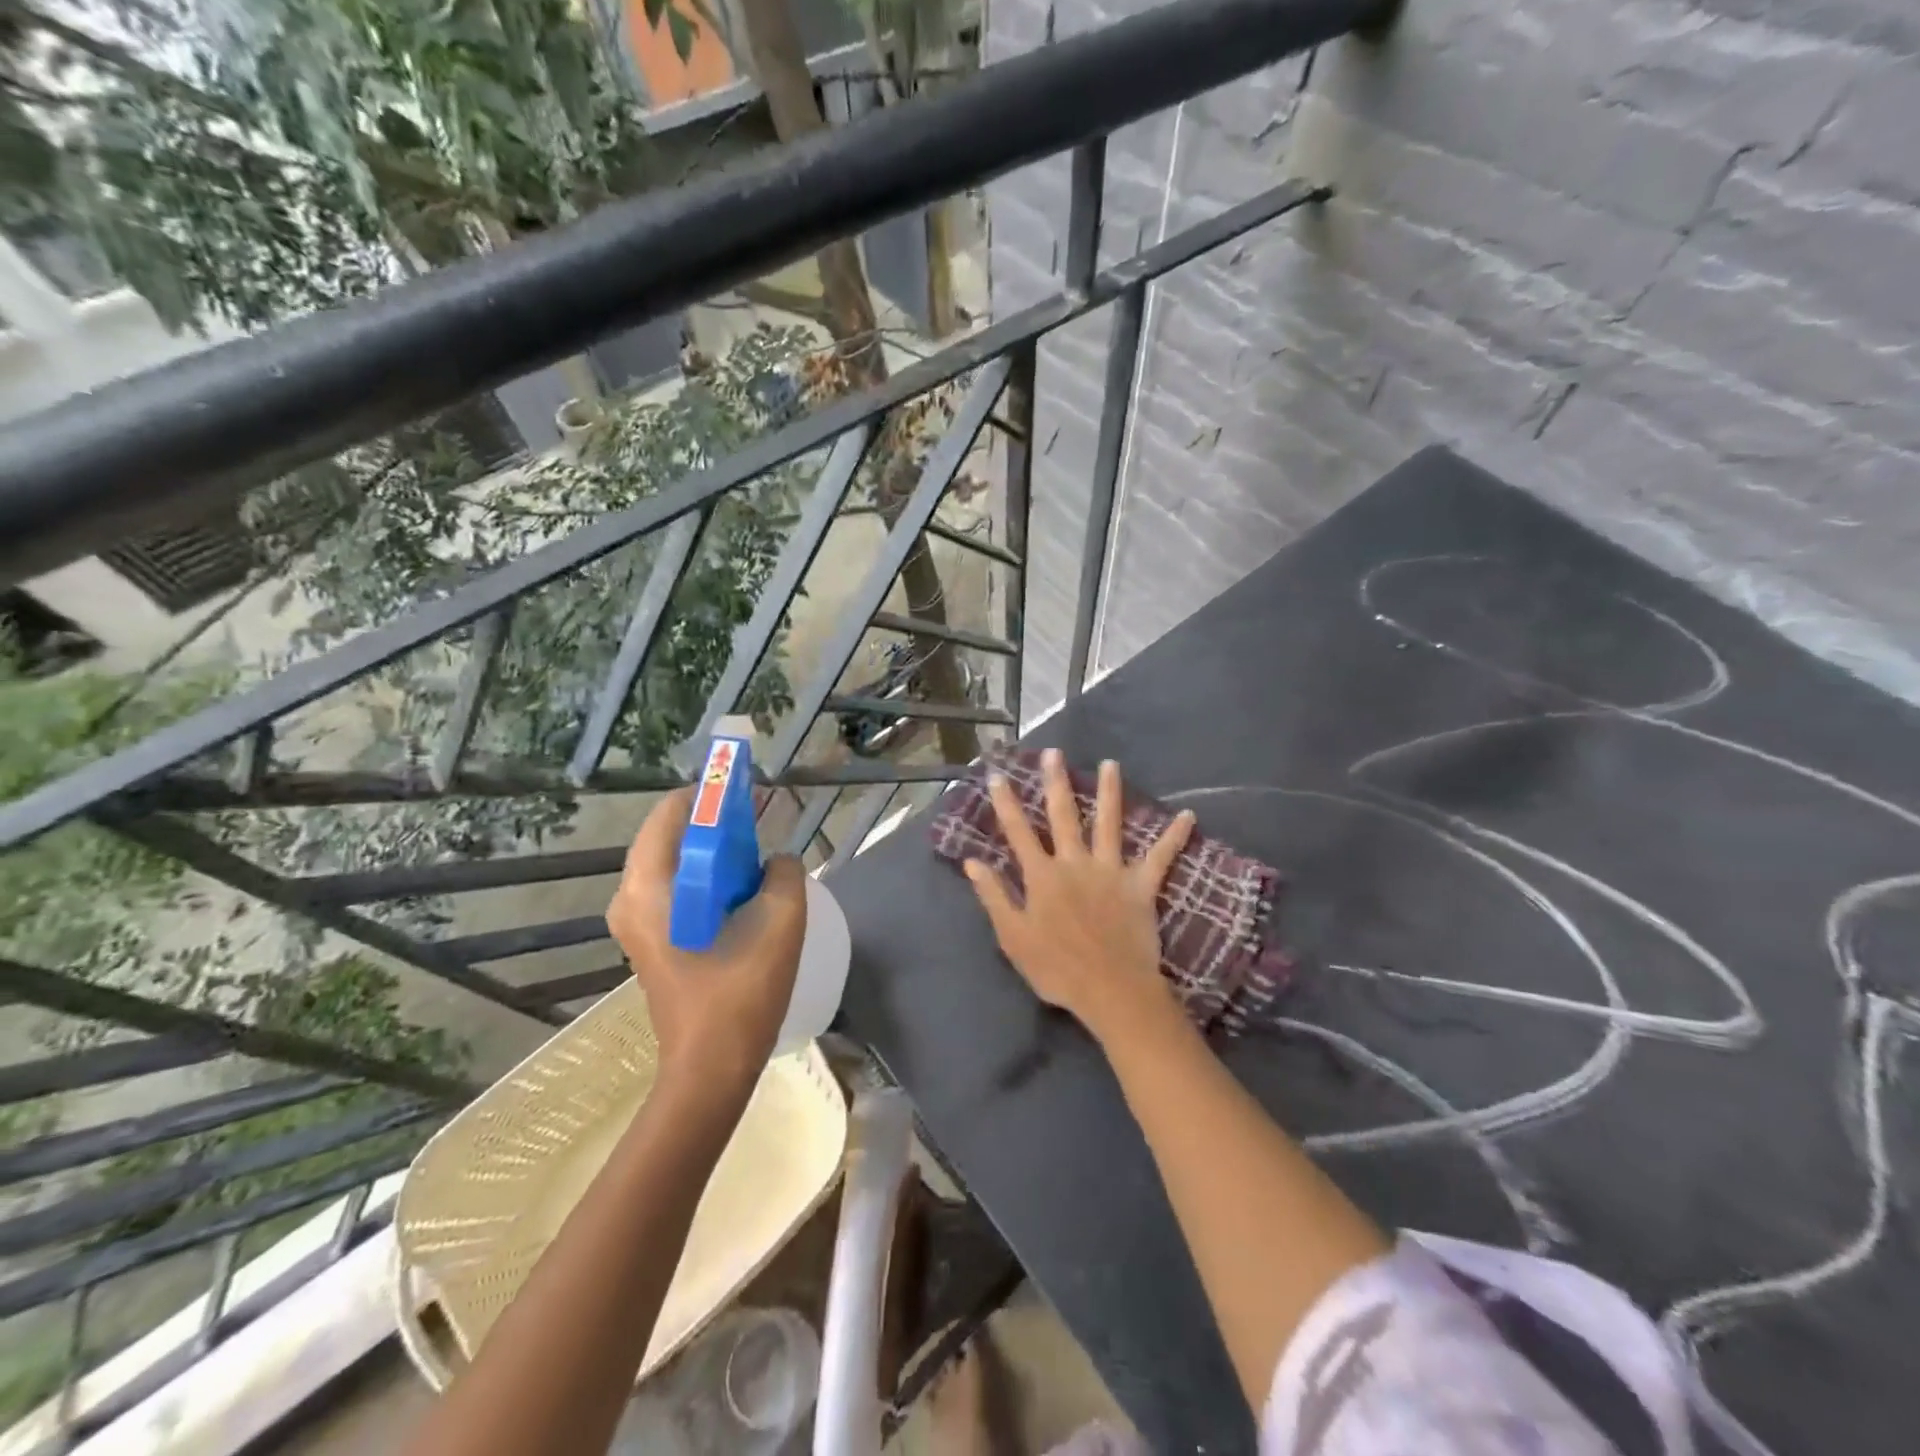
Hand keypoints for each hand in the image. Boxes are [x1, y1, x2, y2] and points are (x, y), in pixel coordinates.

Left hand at [606, 789, 807, 1086]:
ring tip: (757, 857)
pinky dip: (708, 879)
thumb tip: (776, 862)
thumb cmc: (740, 993)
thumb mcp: (780, 922)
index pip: (673, 812)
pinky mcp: (651, 941)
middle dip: (716, 824)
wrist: (711, 1069)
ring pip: (677, 864)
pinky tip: (744, 893)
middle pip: (673, 836)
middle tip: (759, 824)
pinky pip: (678, 890)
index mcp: (649, 886)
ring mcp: (636, 923)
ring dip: (715, 853)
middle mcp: (631, 898)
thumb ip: (784, 873)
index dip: (713, 795)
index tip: (750, 795)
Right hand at [963, 749, 1193, 1043]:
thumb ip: (993, 896)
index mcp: (1042, 876)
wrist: (1110, 990)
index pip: (1018, 832)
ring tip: (1111, 764)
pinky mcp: (1140, 886)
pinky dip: (1174, 837)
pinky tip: (1188, 816)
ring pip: (1109, 823)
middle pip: (1064, 816)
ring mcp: (1110, 871)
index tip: (998, 775)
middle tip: (1054, 753)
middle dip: (1056, 782)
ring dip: (1109, 792)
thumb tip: (972, 862)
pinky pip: (1160, 858)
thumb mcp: (1012, 937)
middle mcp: (1075, 863)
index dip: (1006, 803)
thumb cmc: (1056, 968)